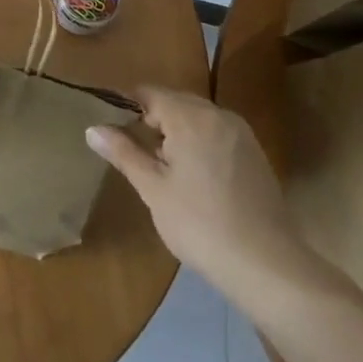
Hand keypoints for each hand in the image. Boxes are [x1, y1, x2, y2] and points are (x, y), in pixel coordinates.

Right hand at [86, 87, 306, 297]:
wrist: (269, 268)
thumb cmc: (201, 225)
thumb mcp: (153, 190)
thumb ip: (124, 153)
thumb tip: (92, 128)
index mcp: (189, 116)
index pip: (149, 94)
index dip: (128, 108)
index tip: (115, 132)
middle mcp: (217, 114)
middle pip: (175, 102)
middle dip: (154, 122)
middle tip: (138, 155)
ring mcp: (241, 134)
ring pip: (197, 118)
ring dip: (178, 133)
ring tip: (165, 169)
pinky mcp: (256, 155)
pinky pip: (217, 134)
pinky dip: (201, 144)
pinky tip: (197, 180)